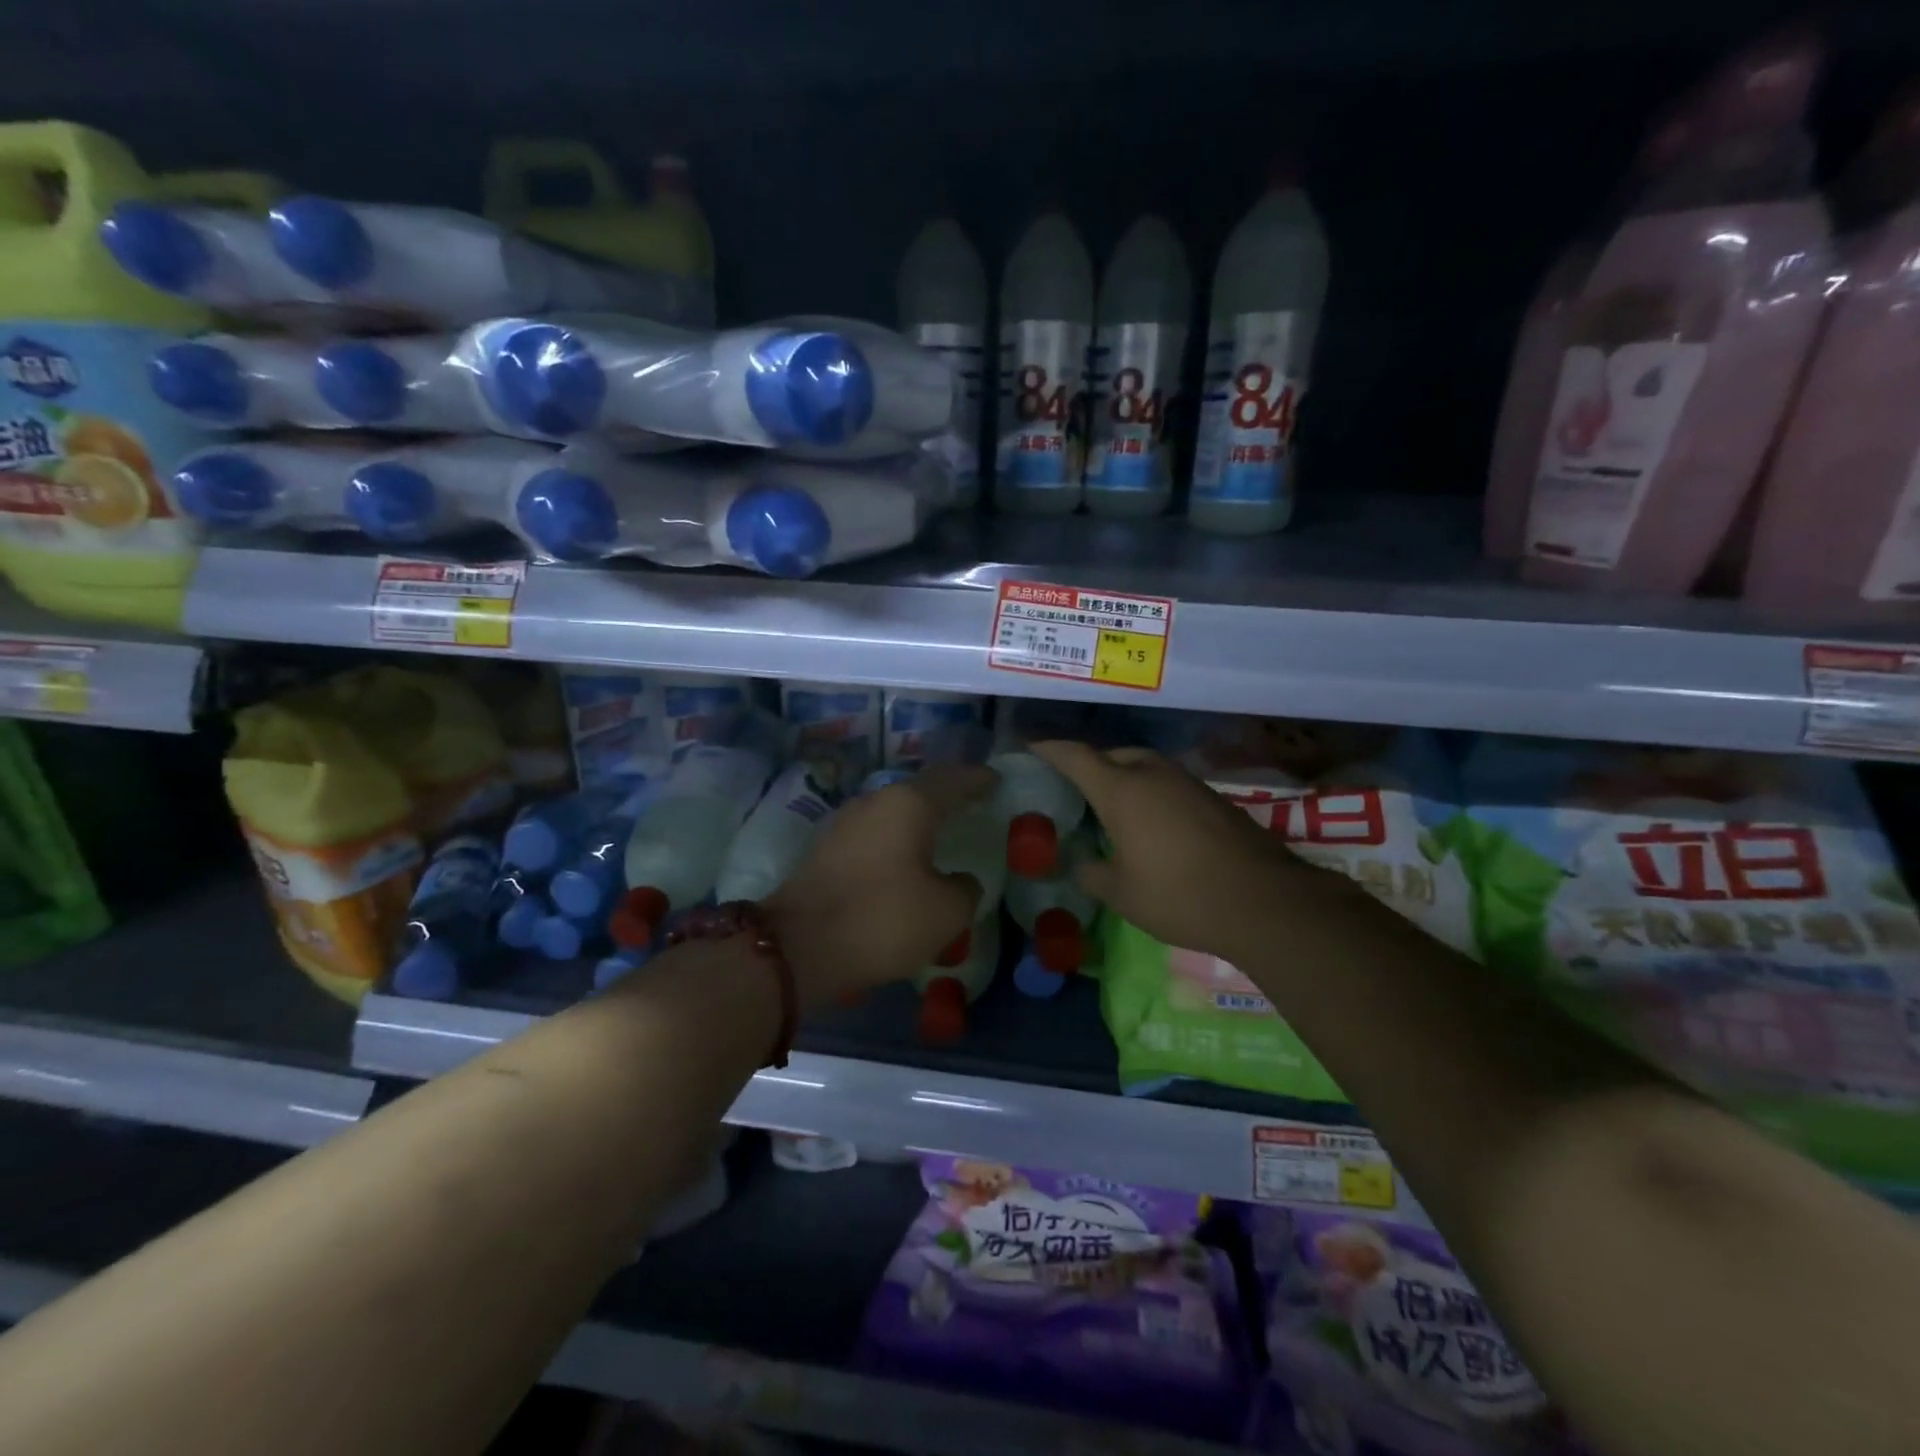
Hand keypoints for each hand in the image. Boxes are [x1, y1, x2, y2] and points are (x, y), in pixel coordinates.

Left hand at [763, 763, 997, 1005]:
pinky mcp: (826, 849)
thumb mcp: (946, 912)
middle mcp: (874, 802)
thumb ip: (964, 889)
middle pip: (919, 791)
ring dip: (917, 819)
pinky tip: (904, 857)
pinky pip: (873, 834)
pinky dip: (895, 840)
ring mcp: (844, 823)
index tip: (995, 779)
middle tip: (971, 803)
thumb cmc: (882, 919)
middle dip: (946, 795)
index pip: (953, 780)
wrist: (798, 946)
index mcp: (908, 804)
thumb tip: (960, 881)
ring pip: (892, 811)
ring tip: (940, 831)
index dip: (977, 779)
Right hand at [1033, 740, 1337, 962]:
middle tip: (1076, 788)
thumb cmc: (1178, 895)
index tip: (1032, 746)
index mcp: (1122, 791)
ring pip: (1146, 766)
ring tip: (1114, 806)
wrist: (1264, 902)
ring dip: (1126, 777)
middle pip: (1114, 755)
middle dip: (1091, 765)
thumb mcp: (1121, 894)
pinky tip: (1154, 824)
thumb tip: (1082, 866)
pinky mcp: (1214, 798)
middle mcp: (1154, 775)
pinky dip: (1152, 793)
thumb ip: (1093, 875)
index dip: (1050, 749)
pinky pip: (1170, 784)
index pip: (1076, 757)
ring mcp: (1188, 783)